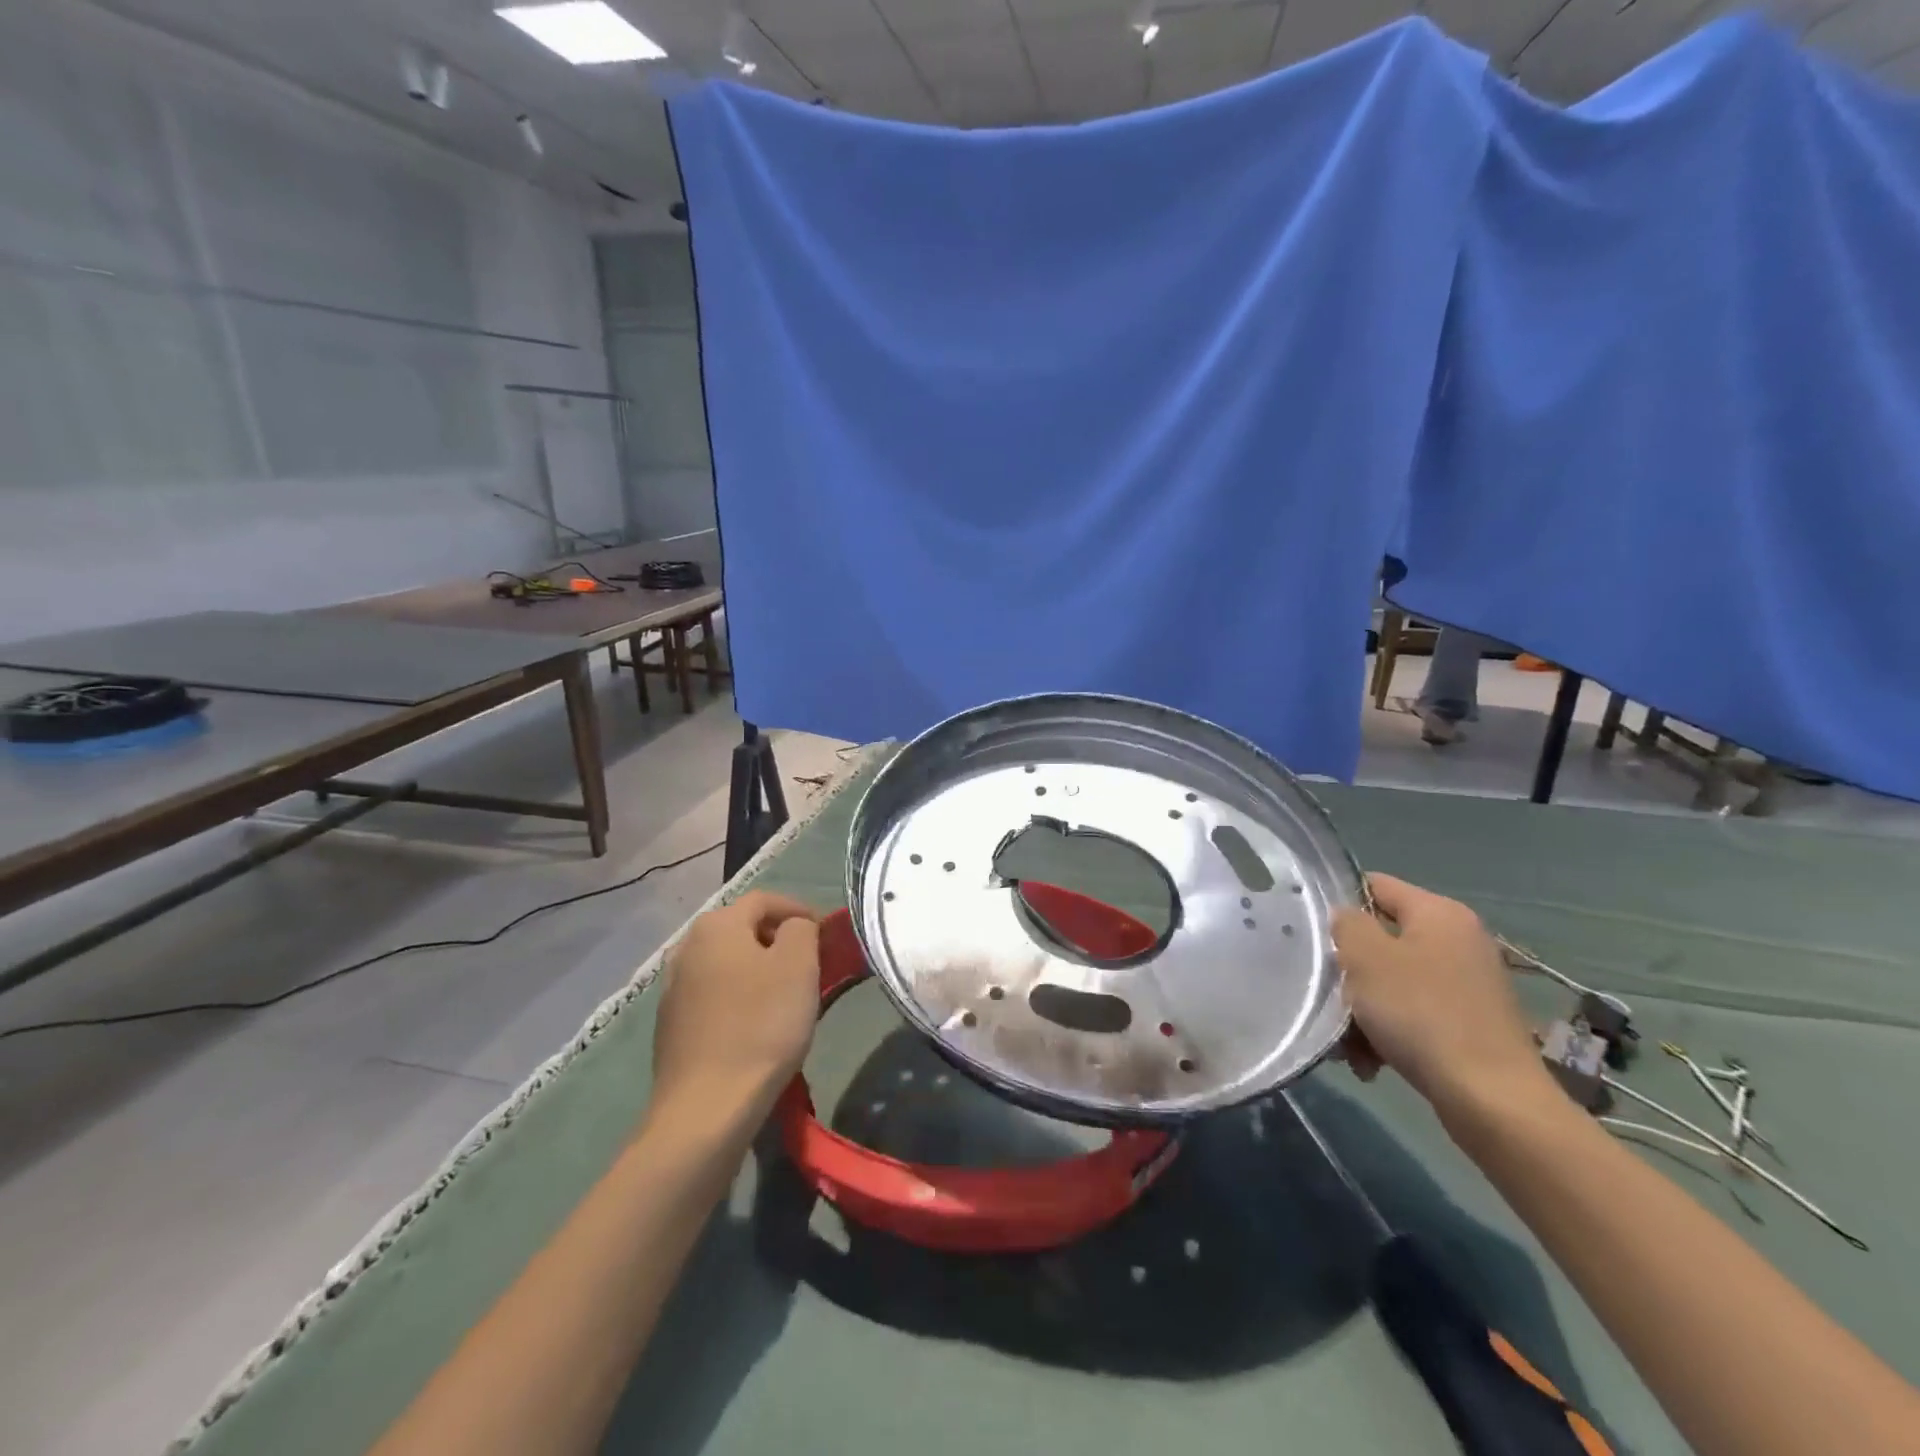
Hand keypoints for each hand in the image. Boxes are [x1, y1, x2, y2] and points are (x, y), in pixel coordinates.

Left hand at [651, 891, 821, 1119]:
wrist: (706, 1108)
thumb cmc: (761, 1025)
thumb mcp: (798, 965)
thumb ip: (801, 929)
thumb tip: (793, 927)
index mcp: (716, 925)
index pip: (765, 900)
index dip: (799, 910)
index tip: (826, 935)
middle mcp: (687, 947)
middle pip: (742, 929)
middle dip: (778, 939)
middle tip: (810, 964)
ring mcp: (673, 988)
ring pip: (727, 963)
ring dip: (758, 969)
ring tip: (786, 995)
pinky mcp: (670, 1026)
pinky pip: (713, 994)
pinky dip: (738, 997)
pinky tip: (755, 1025)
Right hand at [1331, 874, 1551, 1118]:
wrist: (1492, 1100)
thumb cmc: (1421, 1014)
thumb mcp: (1366, 958)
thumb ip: (1347, 924)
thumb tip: (1346, 918)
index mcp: (1440, 913)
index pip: (1375, 885)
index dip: (1339, 902)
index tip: (1311, 933)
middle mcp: (1459, 941)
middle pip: (1381, 940)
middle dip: (1350, 971)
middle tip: (1328, 995)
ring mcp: (1468, 984)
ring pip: (1393, 982)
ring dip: (1363, 1009)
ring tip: (1348, 1045)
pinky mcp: (1470, 1024)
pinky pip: (1413, 1014)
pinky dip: (1388, 1033)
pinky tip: (1370, 1063)